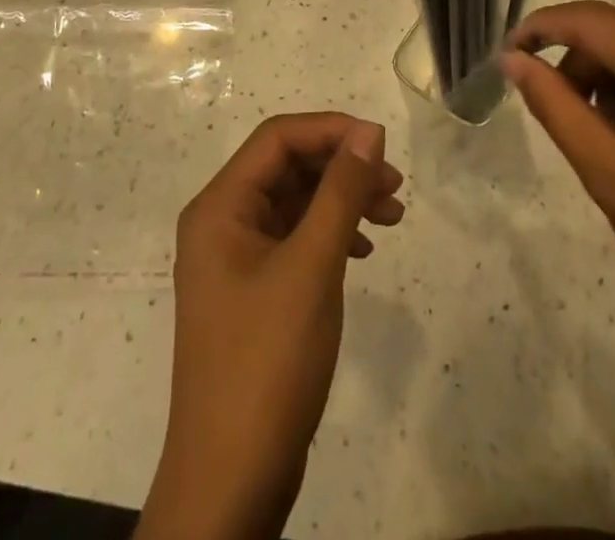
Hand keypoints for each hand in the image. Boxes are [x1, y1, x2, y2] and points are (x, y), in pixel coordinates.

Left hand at [137, 114, 404, 539]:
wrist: (231, 483)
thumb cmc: (267, 362)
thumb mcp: (312, 268)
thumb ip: (341, 192)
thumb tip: (369, 131)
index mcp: (220, 207)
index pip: (277, 139)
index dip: (331, 131)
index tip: (381, 144)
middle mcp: (221, 223)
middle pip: (287, 168)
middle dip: (341, 168)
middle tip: (394, 185)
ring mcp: (235, 261)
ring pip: (294, 204)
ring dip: (342, 201)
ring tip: (392, 215)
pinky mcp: (252, 293)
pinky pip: (295, 241)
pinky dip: (331, 236)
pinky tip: (364, 251)